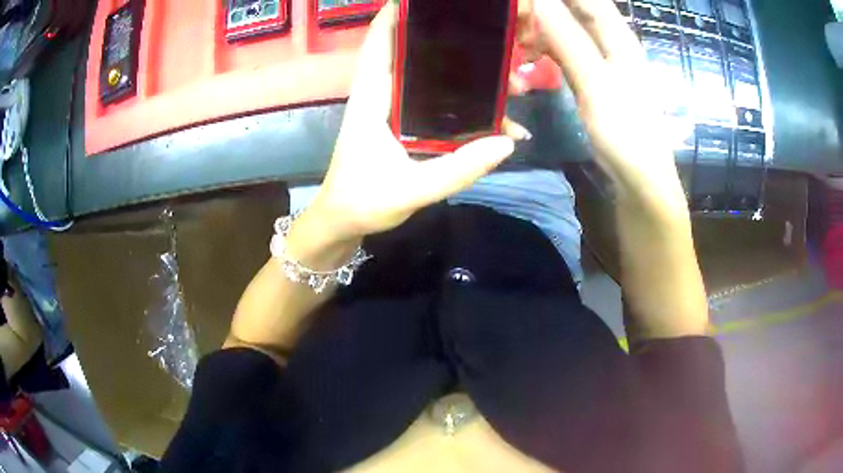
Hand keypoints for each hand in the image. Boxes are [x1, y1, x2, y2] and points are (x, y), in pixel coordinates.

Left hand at [305, 3, 519, 246]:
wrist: (344, 223)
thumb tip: (507, 143)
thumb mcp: (411, 189)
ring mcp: (395, 110)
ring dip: (468, 78)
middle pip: (415, 53)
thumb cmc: (363, 202)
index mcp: (373, 98)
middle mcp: (383, 95)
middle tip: (494, 44)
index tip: (427, 2)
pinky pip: (439, 105)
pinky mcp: (406, 126)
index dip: (396, 15)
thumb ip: (458, 169)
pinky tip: (497, 122)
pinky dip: (466, 107)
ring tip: (509, 83)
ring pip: (432, 80)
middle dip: (452, 44)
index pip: (381, 42)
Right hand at [518, 0, 686, 209]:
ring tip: (514, 32)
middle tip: (514, 14)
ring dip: (543, 27)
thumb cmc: (625, 133)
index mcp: (619, 37)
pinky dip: (547, 49)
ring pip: (569, 30)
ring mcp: (604, 63)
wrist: (640, 181)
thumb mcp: (595, 82)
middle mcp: (613, 44)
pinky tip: (529, 55)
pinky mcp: (595, 81)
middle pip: (577, 10)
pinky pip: (567, 52)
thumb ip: (568, 38)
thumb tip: (539, 0)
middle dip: (546, 8)